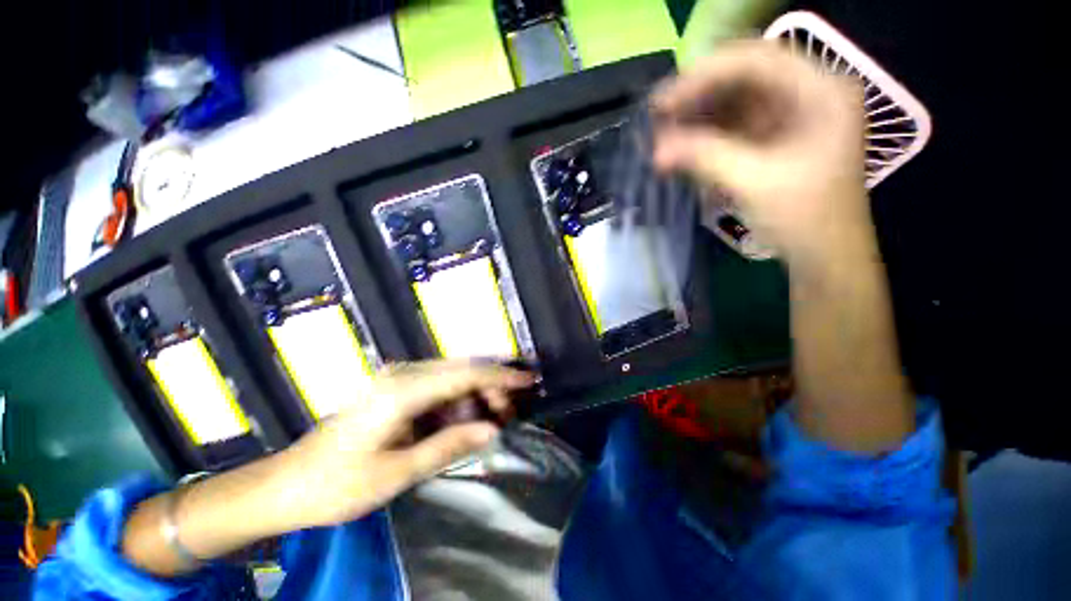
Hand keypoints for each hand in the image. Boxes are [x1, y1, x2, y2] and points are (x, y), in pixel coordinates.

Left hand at [272, 360, 534, 528]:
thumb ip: (448, 445)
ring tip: (490, 420)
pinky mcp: (394, 389)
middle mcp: (402, 375)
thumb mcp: (397, 473)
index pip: (465, 374)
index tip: (529, 379)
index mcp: (402, 391)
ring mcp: (397, 380)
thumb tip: (492, 429)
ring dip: (475, 396)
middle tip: (509, 414)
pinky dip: (457, 402)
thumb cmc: (337, 485)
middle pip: (462, 370)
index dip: (501, 376)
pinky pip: (437, 388)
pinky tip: (463, 420)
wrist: (285, 486)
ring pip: (452, 377)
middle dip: (491, 388)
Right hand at [651, 40, 868, 263]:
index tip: (663, 103)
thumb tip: (657, 149)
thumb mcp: (754, 182)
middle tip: (657, 120)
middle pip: (743, 79)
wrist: (824, 255)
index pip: (755, 60)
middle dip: (697, 99)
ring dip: (697, 119)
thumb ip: (705, 157)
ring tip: (662, 138)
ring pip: (734, 103)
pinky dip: (706, 137)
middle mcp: (807, 93)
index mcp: (821, 91)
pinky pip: (733, 127)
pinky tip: (682, 149)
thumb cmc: (805, 218)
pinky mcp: (774, 139)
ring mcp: (790, 117)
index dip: (705, 76)